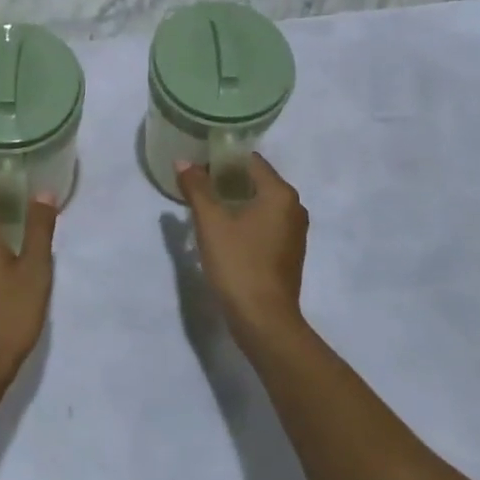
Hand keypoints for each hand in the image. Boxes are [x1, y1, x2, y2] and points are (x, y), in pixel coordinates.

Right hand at [175, 154, 308, 347]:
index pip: (250, 161)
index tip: (198, 166)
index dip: (222, 160)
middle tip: (197, 186)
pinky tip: (224, 231)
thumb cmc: (238, 263)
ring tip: (206, 207)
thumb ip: (196, 187)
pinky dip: (246, 220)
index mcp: (280, 193)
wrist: (264, 320)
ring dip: (235, 201)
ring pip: (261, 203)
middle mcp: (294, 207)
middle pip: (256, 181)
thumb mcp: (210, 222)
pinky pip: (265, 223)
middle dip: (227, 180)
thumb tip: (184, 162)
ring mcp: (294, 232)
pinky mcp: (289, 252)